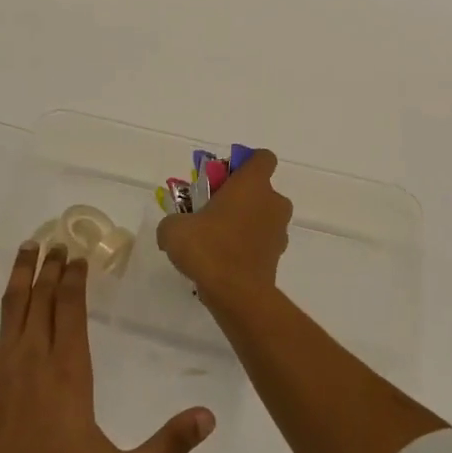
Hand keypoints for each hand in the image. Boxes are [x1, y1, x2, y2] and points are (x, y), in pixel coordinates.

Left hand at [0, 242, 215, 452]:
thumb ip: (167, 444)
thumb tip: (208, 418)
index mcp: (70, 370)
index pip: (72, 309)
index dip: (75, 279)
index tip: (78, 257)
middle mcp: (35, 358)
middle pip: (43, 300)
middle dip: (50, 269)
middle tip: (55, 243)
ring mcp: (1, 368)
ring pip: (11, 309)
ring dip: (19, 277)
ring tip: (27, 250)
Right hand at [155, 149, 292, 306]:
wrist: (237, 295)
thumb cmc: (209, 248)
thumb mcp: (174, 229)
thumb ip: (173, 222)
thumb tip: (171, 231)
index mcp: (253, 184)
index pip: (263, 158)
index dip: (245, 163)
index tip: (224, 176)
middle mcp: (273, 203)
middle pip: (260, 190)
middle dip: (239, 197)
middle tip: (211, 211)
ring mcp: (279, 231)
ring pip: (262, 217)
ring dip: (243, 222)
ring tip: (214, 239)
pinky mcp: (277, 257)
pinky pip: (260, 242)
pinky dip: (245, 246)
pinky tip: (222, 260)